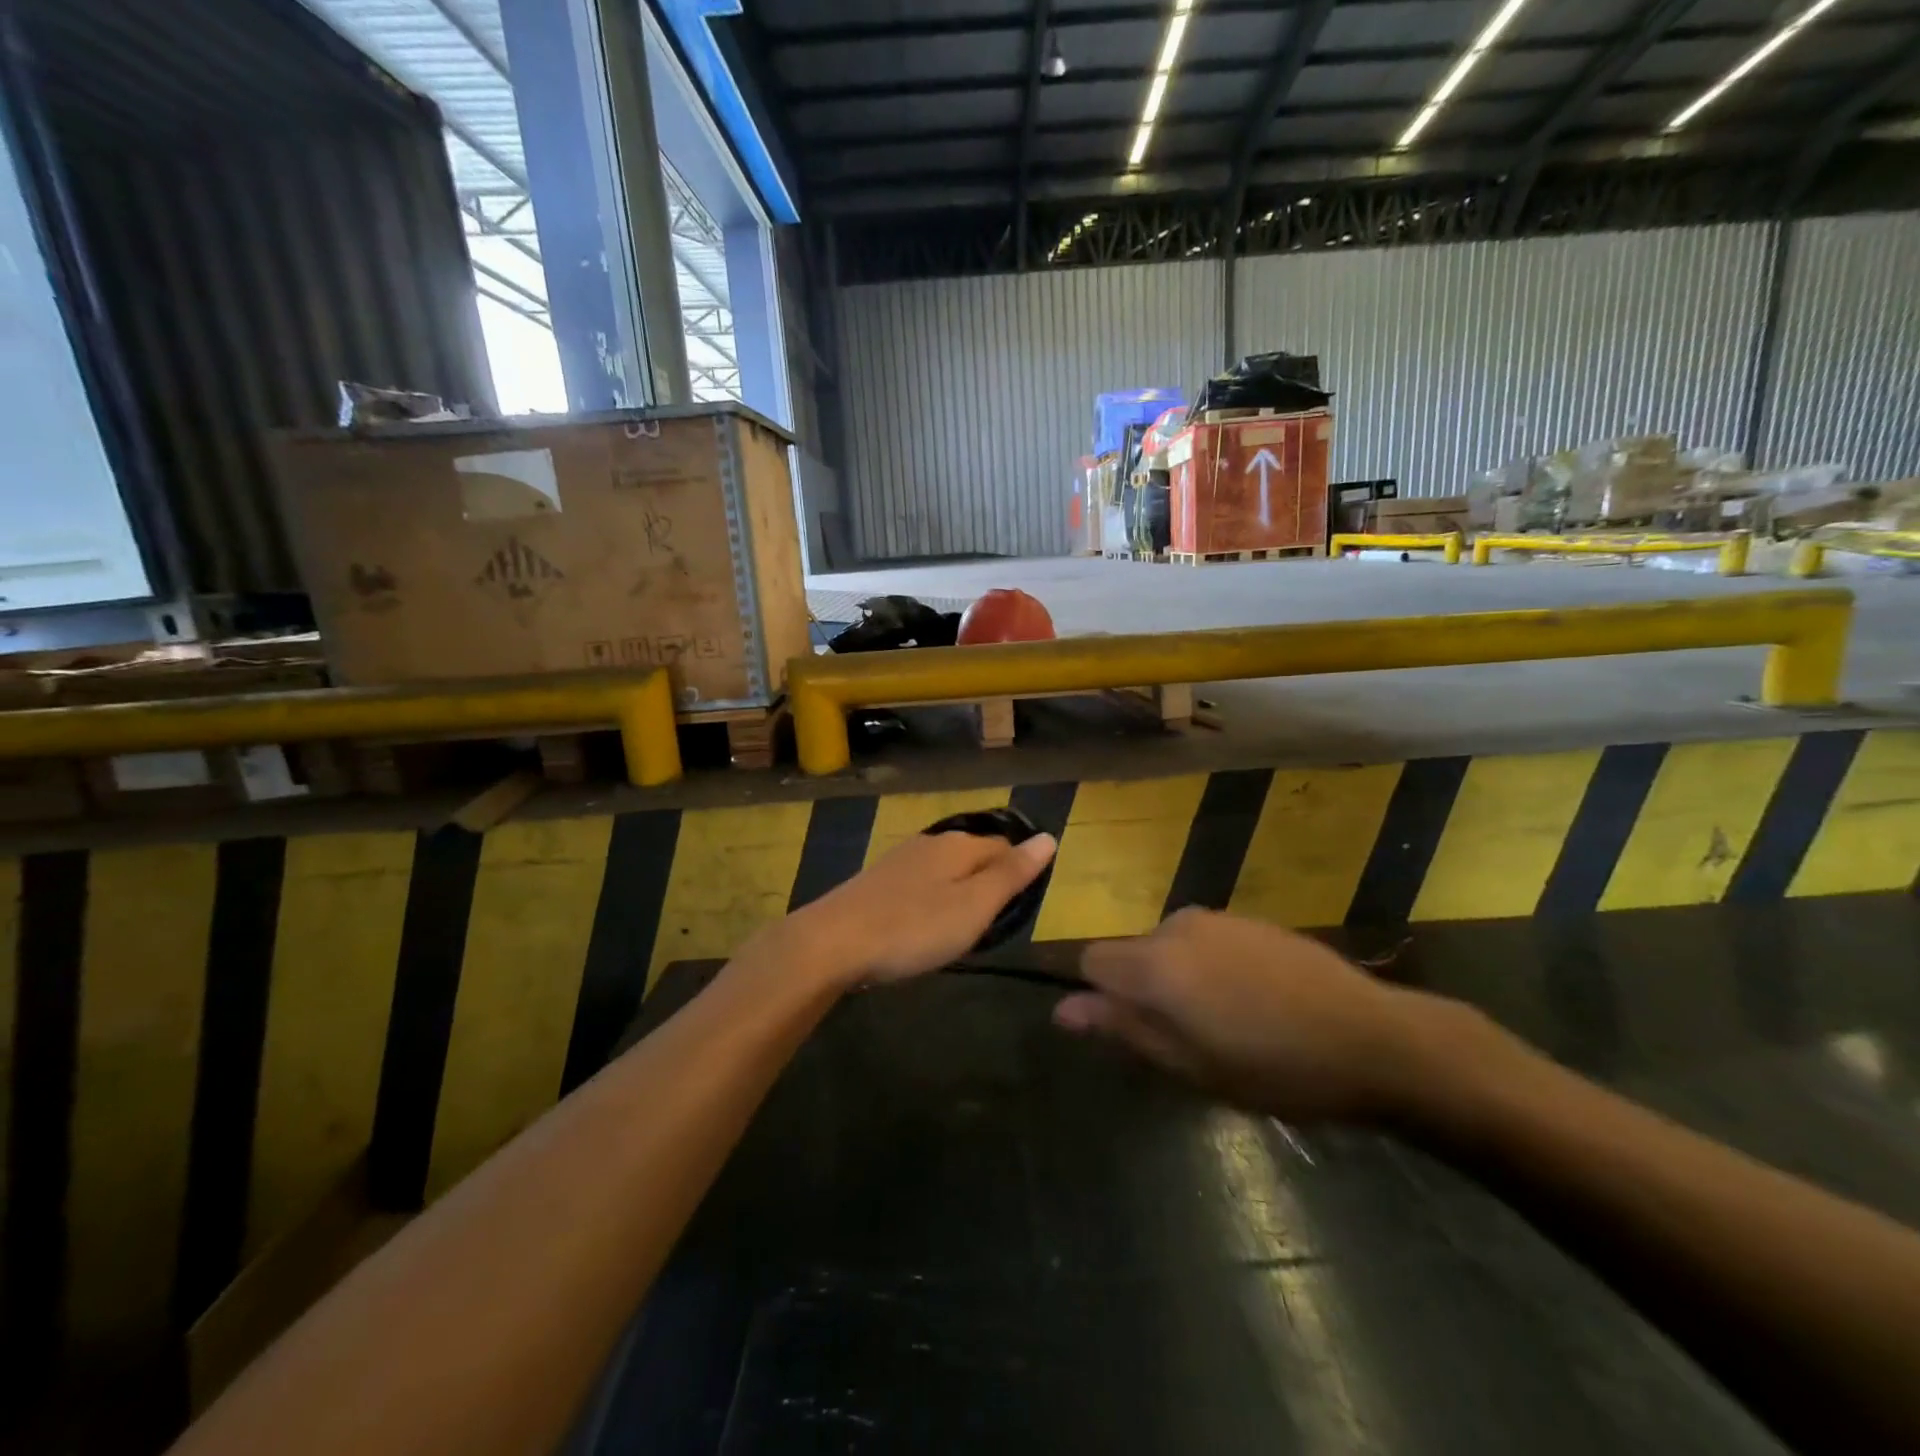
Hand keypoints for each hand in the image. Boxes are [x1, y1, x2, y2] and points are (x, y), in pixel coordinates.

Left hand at [787, 829, 1056, 986]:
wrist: (832, 943)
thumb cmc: (913, 927)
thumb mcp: (974, 906)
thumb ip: (1011, 874)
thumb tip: (1048, 838)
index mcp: (958, 845)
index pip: (1004, 845)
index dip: (1018, 871)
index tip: (1020, 908)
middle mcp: (930, 843)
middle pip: (974, 854)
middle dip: (988, 881)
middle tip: (993, 923)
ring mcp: (899, 860)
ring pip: (945, 869)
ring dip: (959, 891)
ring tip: (962, 928)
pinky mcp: (877, 882)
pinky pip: (920, 883)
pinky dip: (931, 900)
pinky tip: (924, 924)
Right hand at [1055, 908, 1460, 1122]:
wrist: (1372, 1038)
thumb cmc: (1273, 1067)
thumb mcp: (1189, 1064)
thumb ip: (1122, 1028)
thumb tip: (1062, 1009)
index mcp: (1155, 962)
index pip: (1092, 960)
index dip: (1100, 995)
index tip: (1131, 1031)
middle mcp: (1177, 926)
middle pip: (1133, 953)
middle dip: (1144, 990)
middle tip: (1187, 1041)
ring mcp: (1218, 918)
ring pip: (1171, 947)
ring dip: (1180, 980)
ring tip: (1227, 1026)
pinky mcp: (1251, 920)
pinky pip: (1206, 941)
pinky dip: (1211, 968)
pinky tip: (1256, 1003)